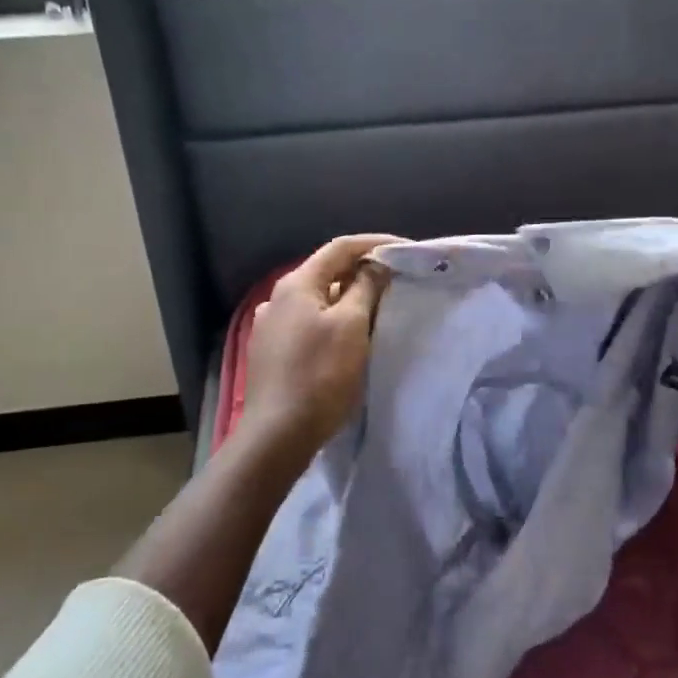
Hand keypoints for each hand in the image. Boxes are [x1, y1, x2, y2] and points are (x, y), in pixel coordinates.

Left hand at [238, 233, 401, 456]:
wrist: (278, 434)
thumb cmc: (320, 375)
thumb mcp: (351, 326)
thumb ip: (365, 288)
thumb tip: (375, 265)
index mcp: (297, 284)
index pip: (341, 248)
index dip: (376, 243)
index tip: (407, 250)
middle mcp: (277, 297)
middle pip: (327, 272)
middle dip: (363, 271)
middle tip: (397, 280)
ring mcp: (270, 325)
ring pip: (318, 299)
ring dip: (348, 297)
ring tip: (376, 307)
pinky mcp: (271, 351)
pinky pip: (308, 322)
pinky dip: (332, 320)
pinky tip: (346, 337)